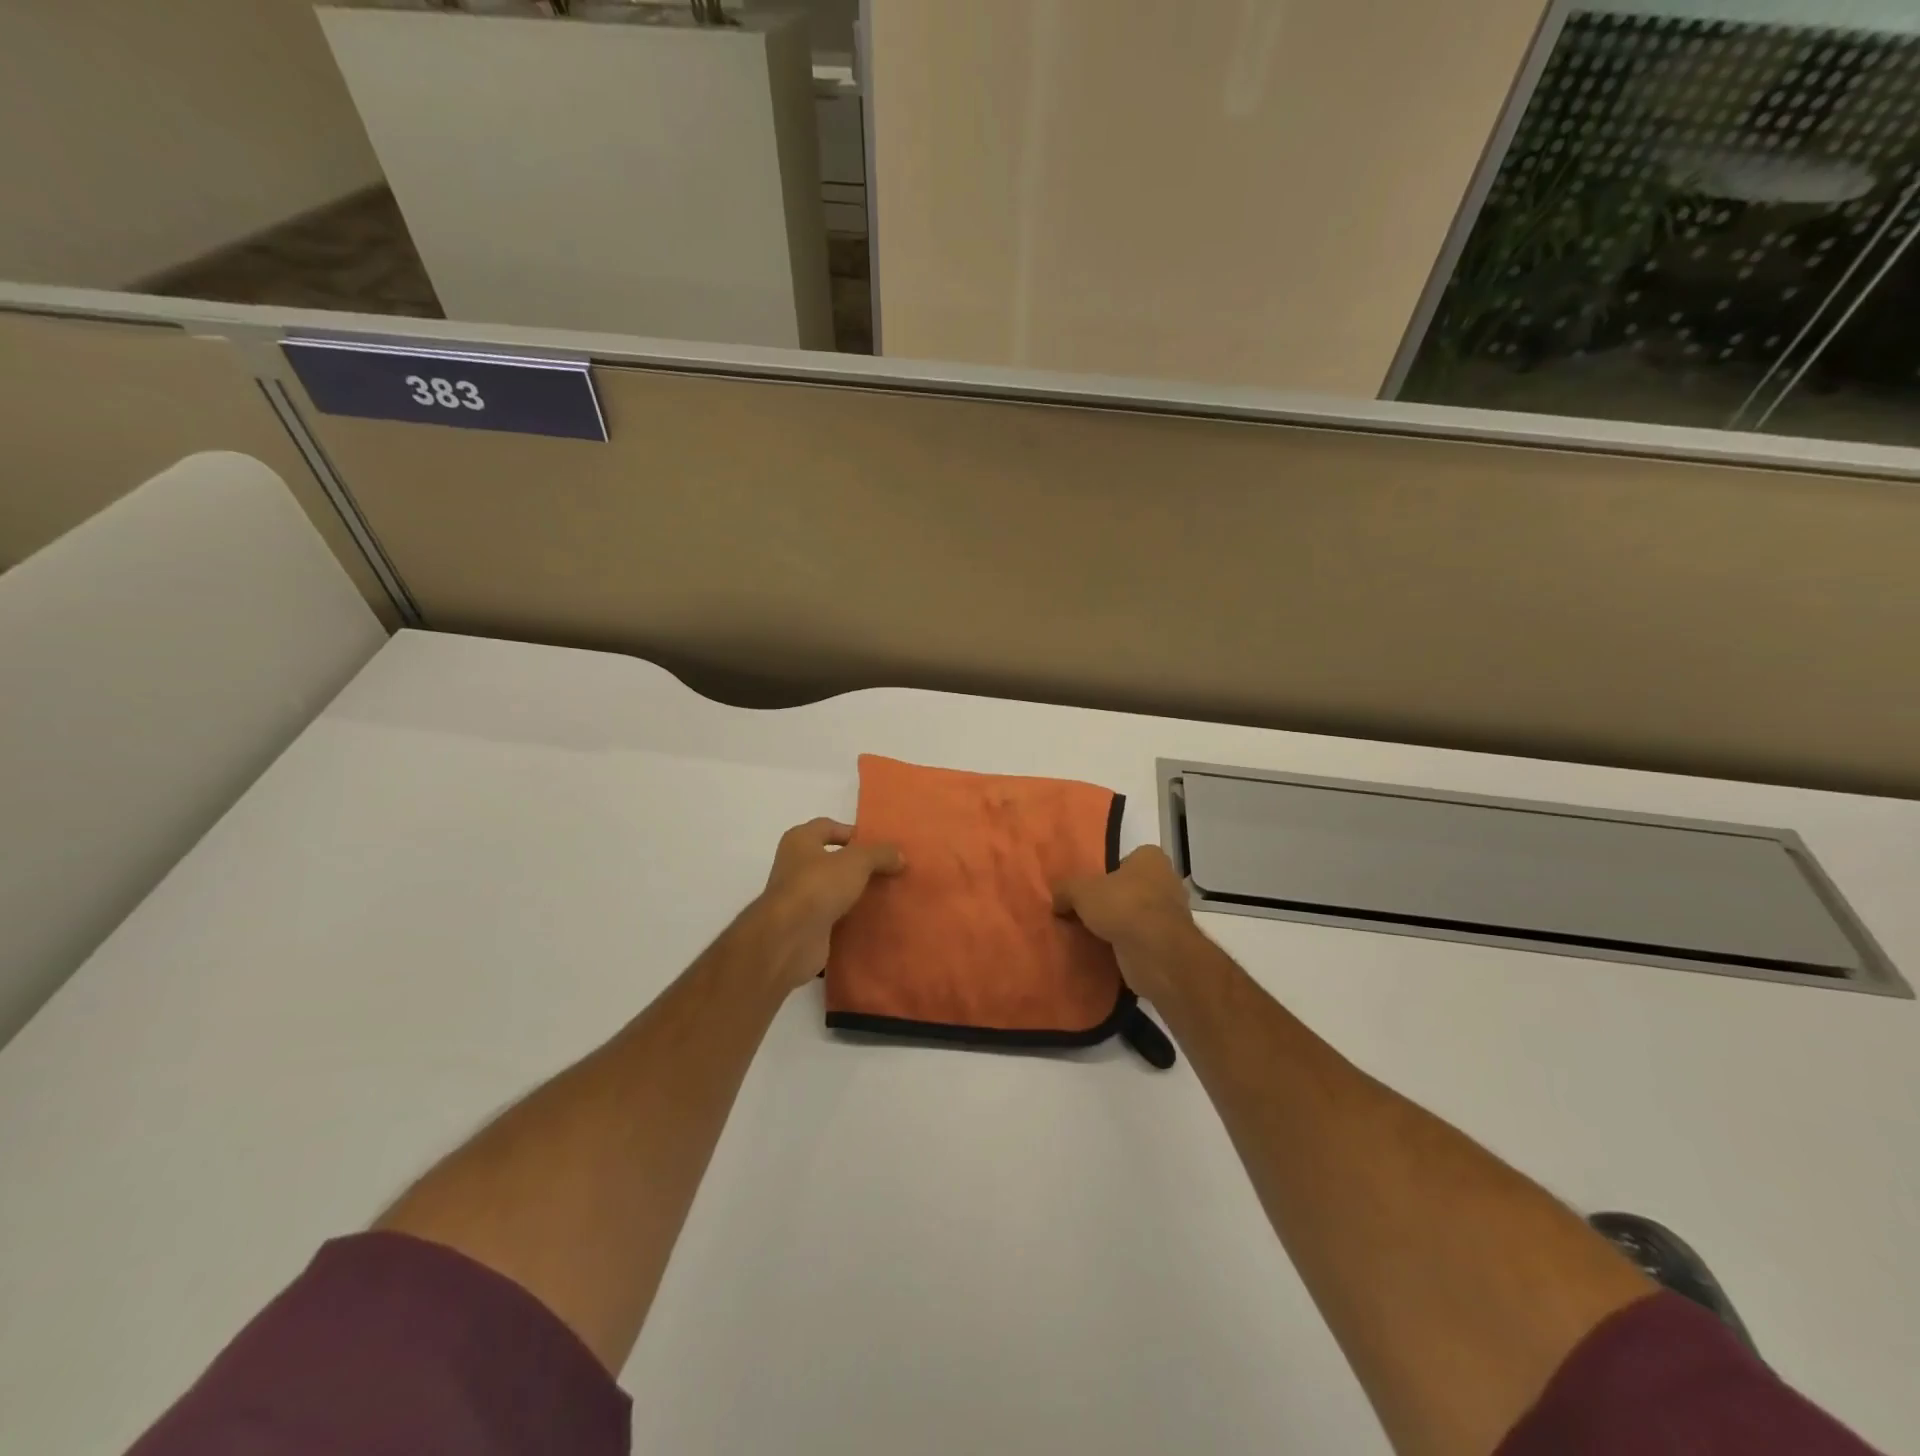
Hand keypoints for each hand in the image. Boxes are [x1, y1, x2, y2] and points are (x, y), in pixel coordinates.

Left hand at [752, 818, 904, 991]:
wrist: (790, 938)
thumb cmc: (818, 885)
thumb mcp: (857, 861)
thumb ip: (879, 854)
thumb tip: (899, 855)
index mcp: (800, 840)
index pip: (828, 827)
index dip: (853, 833)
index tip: (880, 847)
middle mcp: (795, 865)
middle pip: (831, 859)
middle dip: (858, 865)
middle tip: (887, 871)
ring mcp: (798, 898)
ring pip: (833, 890)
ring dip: (854, 893)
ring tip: (885, 895)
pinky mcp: (804, 926)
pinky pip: (832, 917)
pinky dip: (849, 919)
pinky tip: (872, 920)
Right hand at [1052, 846, 1199, 1002]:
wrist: (1155, 951)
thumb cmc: (1122, 905)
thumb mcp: (1080, 891)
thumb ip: (1065, 890)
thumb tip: (1057, 901)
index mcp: (1151, 859)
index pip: (1128, 860)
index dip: (1109, 873)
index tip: (1091, 889)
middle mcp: (1167, 881)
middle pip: (1134, 889)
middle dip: (1116, 901)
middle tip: (1089, 914)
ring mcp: (1173, 914)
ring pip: (1139, 916)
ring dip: (1123, 926)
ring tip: (1096, 936)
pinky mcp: (1172, 944)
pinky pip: (1144, 940)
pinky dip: (1130, 947)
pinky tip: (1110, 954)